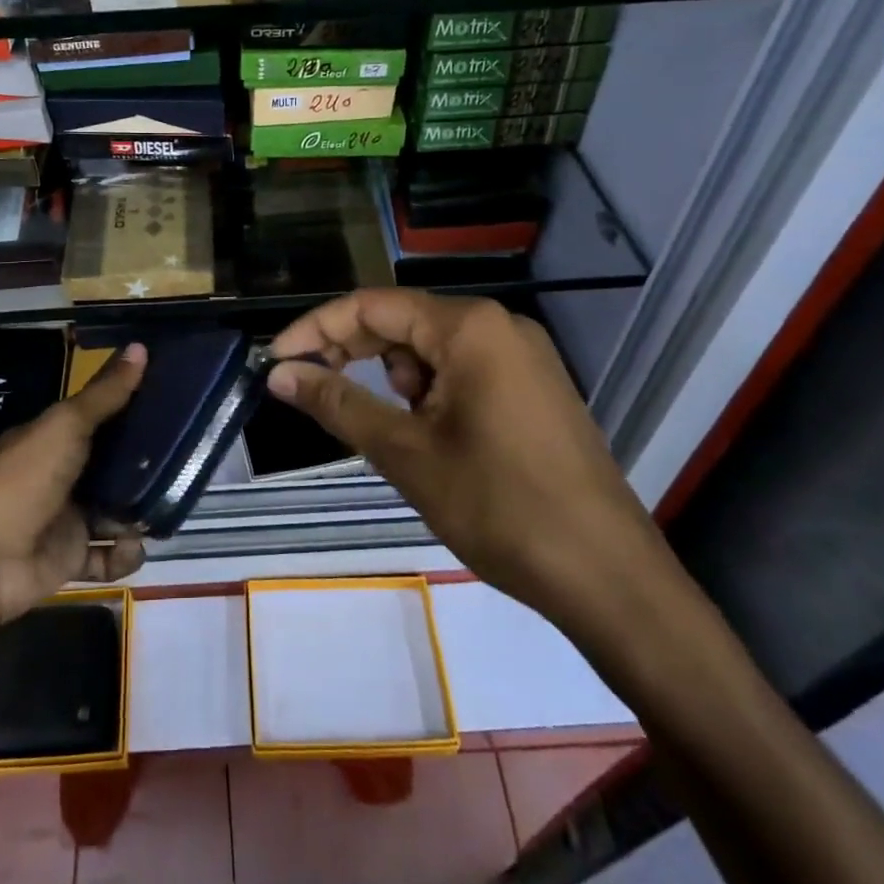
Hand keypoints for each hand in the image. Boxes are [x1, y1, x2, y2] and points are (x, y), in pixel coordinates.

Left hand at [0, 342, 148, 625]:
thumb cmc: (23, 482)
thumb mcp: (65, 427)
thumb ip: (105, 394)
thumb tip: (141, 346)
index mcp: (49, 438)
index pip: (95, 416)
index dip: (127, 407)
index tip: (168, 399)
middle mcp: (58, 475)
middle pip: (109, 464)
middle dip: (141, 463)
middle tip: (181, 456)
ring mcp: (64, 518)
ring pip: (113, 510)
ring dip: (138, 511)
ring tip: (163, 506)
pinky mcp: (70, 558)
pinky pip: (108, 555)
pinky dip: (124, 554)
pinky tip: (132, 546)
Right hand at [268, 291, 671, 633]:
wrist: (608, 577)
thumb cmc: (499, 507)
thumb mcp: (405, 453)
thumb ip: (337, 403)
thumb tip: (278, 374)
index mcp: (469, 327)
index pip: (371, 306)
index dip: (316, 329)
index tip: (275, 361)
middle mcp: (498, 326)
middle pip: (402, 322)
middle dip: (352, 354)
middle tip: (309, 392)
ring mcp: (522, 356)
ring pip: (431, 351)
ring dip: (395, 382)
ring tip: (394, 438)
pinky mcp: (533, 388)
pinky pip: (462, 372)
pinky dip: (429, 395)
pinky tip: (427, 439)